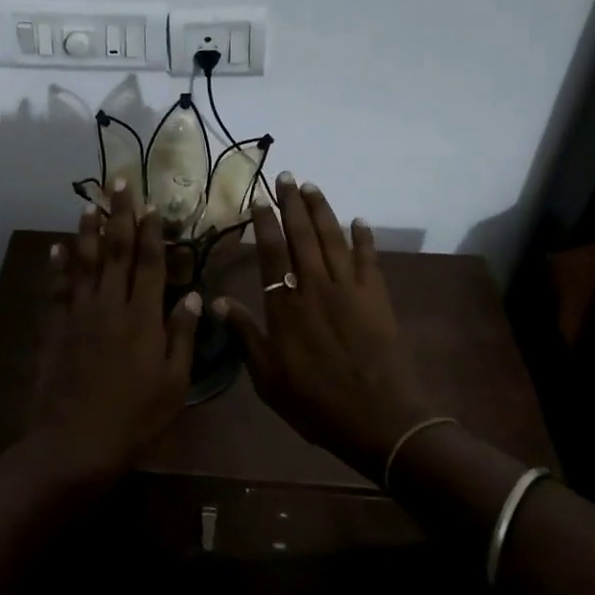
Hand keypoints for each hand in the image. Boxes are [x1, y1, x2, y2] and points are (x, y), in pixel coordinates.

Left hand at [21, 183, 202, 490]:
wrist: (75, 442)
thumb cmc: (135, 417)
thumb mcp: (173, 382)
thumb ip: (181, 335)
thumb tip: (192, 294)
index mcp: (143, 317)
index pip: (149, 263)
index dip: (151, 232)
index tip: (152, 205)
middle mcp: (110, 305)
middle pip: (115, 250)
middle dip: (119, 215)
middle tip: (119, 183)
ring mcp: (80, 313)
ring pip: (85, 262)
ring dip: (88, 230)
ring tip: (90, 203)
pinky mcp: (57, 326)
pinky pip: (58, 287)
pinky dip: (59, 265)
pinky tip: (59, 246)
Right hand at [214, 175, 438, 481]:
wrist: (377, 418)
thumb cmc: (314, 401)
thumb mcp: (267, 376)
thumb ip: (244, 334)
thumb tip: (217, 301)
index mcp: (285, 305)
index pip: (272, 252)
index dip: (265, 223)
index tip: (259, 198)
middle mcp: (315, 286)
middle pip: (302, 235)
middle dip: (292, 203)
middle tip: (286, 175)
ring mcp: (349, 289)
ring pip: (333, 238)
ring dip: (322, 210)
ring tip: (311, 186)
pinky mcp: (376, 297)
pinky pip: (368, 258)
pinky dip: (363, 238)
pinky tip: (359, 221)